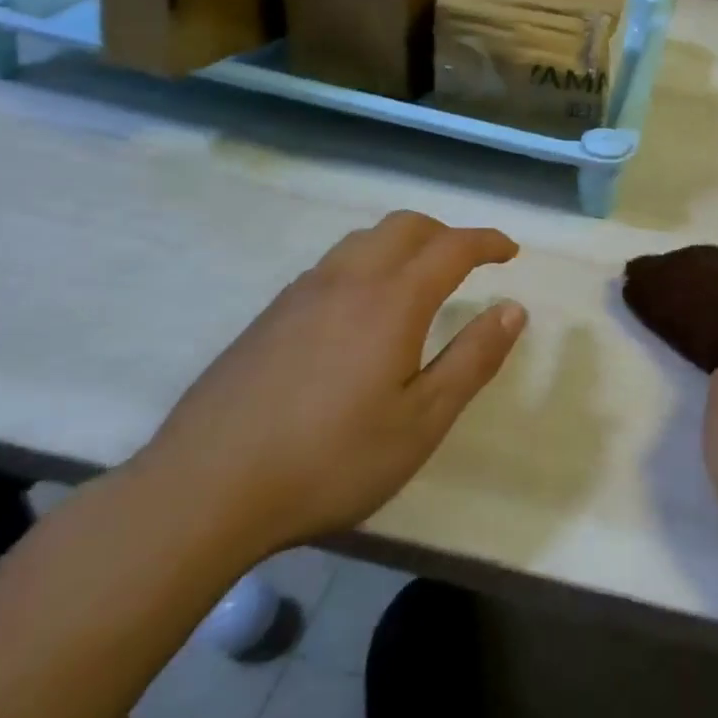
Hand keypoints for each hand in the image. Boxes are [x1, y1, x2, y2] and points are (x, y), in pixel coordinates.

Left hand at [142, 211, 525, 558]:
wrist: (203, 491)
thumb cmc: (330, 460)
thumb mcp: (421, 421)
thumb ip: (472, 359)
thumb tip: (513, 309)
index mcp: (392, 301)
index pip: (452, 247)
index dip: (487, 242)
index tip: (510, 252)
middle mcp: (348, 280)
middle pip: (405, 226)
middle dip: (445, 233)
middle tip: (468, 261)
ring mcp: (301, 294)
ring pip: (363, 239)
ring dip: (403, 243)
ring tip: (418, 279)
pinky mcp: (270, 315)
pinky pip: (332, 264)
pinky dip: (366, 263)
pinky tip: (360, 311)